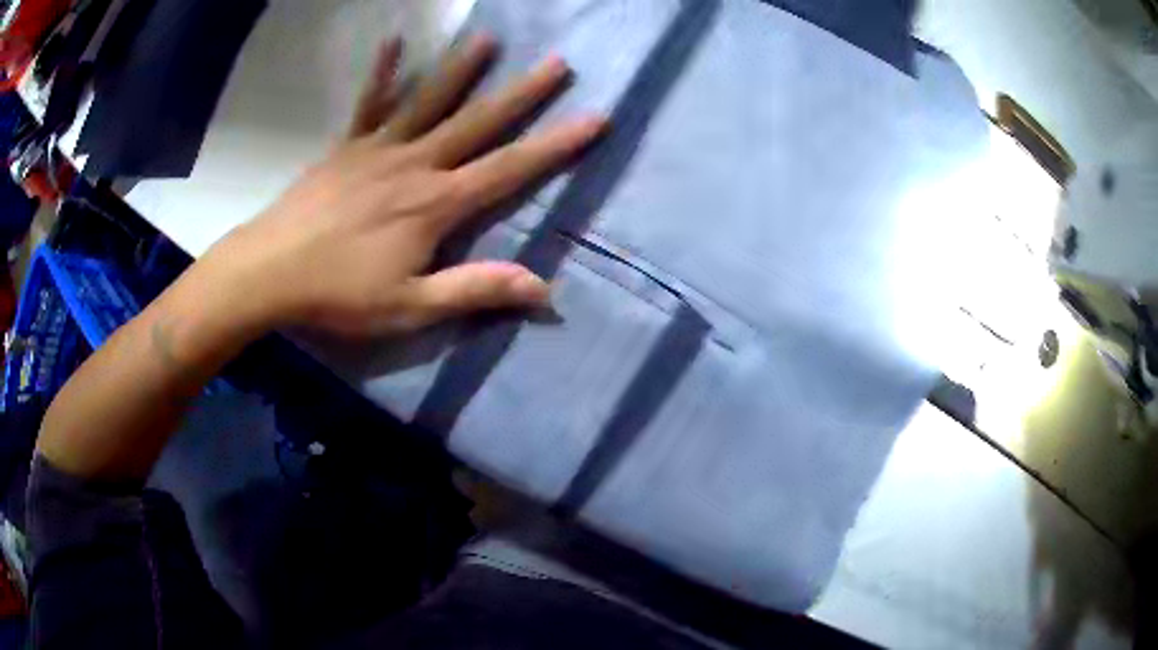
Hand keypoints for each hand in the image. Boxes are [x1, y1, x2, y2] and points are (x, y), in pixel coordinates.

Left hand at [202, 35, 605, 336]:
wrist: (270, 272)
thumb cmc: (340, 294)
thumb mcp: (411, 306)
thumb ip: (475, 290)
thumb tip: (544, 288)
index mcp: (436, 203)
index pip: (510, 168)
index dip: (556, 145)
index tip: (595, 118)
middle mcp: (415, 164)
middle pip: (478, 121)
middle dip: (523, 93)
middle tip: (558, 63)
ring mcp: (378, 149)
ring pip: (429, 101)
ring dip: (461, 69)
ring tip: (488, 38)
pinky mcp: (347, 147)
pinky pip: (368, 103)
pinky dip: (383, 73)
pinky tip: (394, 41)